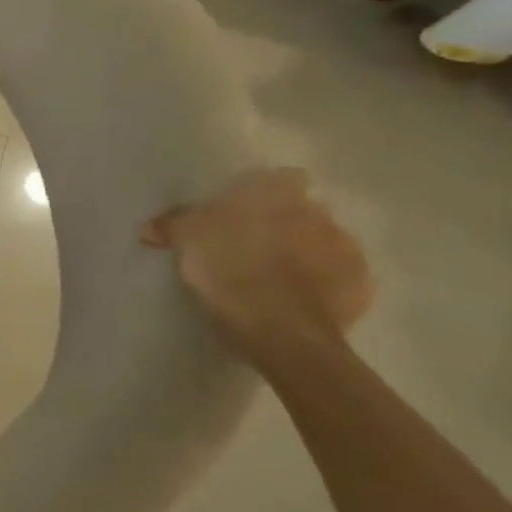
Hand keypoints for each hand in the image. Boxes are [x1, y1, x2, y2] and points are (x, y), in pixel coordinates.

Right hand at [141, 168, 372, 375]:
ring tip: (277, 276)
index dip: (264, 193)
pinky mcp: (362, 287)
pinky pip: (339, 277)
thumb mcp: (186, 241)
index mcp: (279, 193)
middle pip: (303, 209)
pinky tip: (298, 299)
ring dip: (306, 252)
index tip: (244, 213)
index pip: (281, 178)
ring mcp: (347, 250)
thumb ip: (171, 224)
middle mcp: (320, 212)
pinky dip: (322, 284)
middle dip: (286, 223)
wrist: (282, 332)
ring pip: (324, 242)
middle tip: (255, 244)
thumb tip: (149, 227)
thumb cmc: (229, 270)